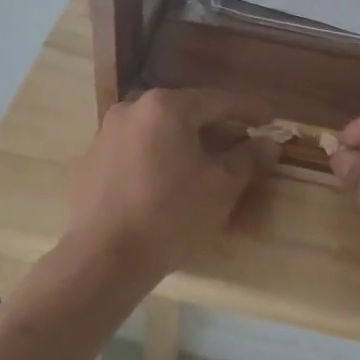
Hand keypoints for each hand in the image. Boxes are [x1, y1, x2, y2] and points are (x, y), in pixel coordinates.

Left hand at [65, 88, 277, 285]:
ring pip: (158, 131)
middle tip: (241, 145)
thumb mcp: (221, 187)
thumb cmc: (170, 215)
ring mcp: (106, 135)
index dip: (249, 109)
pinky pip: (135, 152)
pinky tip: (167, 184)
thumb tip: (268, 143)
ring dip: (185, 143)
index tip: (270, 118)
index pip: (218, 100)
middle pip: (185, 112)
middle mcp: (132, 109)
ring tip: (206, 165)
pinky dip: (157, 159)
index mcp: (166, 107)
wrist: (102, 259)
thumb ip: (247, 158)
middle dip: (216, 127)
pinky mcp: (89, 163)